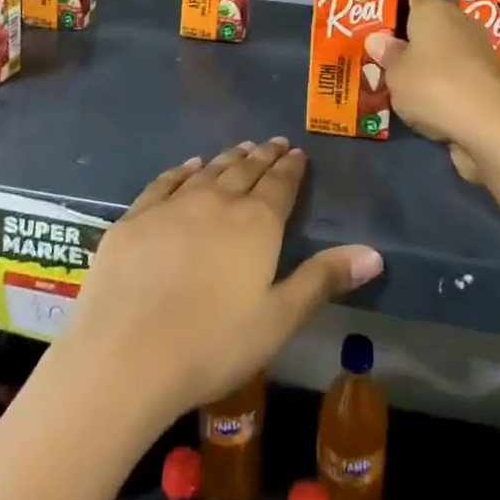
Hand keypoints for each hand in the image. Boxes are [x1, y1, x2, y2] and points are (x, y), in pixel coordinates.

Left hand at [63, 139, 382, 430]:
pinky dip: (182, 170)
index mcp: (256, 223)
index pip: (280, 185)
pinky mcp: (136, 217)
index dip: (290, 168)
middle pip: (245, 170)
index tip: (297, 152)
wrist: (125, 356)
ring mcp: (174, 205)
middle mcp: (218, 201)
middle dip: (263, 156)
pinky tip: (189, 165)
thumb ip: (323, 279)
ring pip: (209, 171)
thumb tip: (375, 253)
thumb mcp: (279, 319)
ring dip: (228, 158)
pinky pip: (166, 181)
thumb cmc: (212, 345)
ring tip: (241, 148)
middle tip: (273, 143)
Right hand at [365, 0, 499, 182]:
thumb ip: (387, 54)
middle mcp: (460, 19)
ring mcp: (481, 47)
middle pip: (435, 18)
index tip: (385, 19)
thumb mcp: (395, 72)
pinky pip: (462, 70)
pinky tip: (433, 99)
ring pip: (450, 45)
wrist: (488, 123)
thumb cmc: (432, 84)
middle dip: (416, 32)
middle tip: (391, 51)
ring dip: (434, 58)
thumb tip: (378, 39)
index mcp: (433, 8)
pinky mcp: (492, 76)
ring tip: (409, 78)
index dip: (401, 0)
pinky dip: (450, 79)